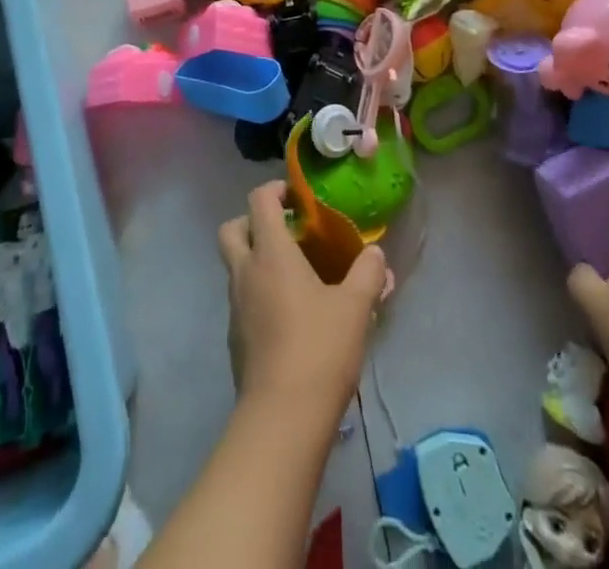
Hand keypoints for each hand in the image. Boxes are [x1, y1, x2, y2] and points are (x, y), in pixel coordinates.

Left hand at [217, 180, 387, 420]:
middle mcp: (245, 271)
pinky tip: (290, 316)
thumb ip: (368, 273)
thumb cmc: (319, 348)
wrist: (281, 418)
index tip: (299, 198)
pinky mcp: (235, 338)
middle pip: (233, 228)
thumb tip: (376, 253)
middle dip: (253, 222)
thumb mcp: (356, 307)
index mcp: (270, 252)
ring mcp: (235, 306)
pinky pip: (242, 299)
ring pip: (235, 266)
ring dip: (256, 260)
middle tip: (286, 232)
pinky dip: (258, 294)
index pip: (260, 200)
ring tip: (295, 276)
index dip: (276, 190)